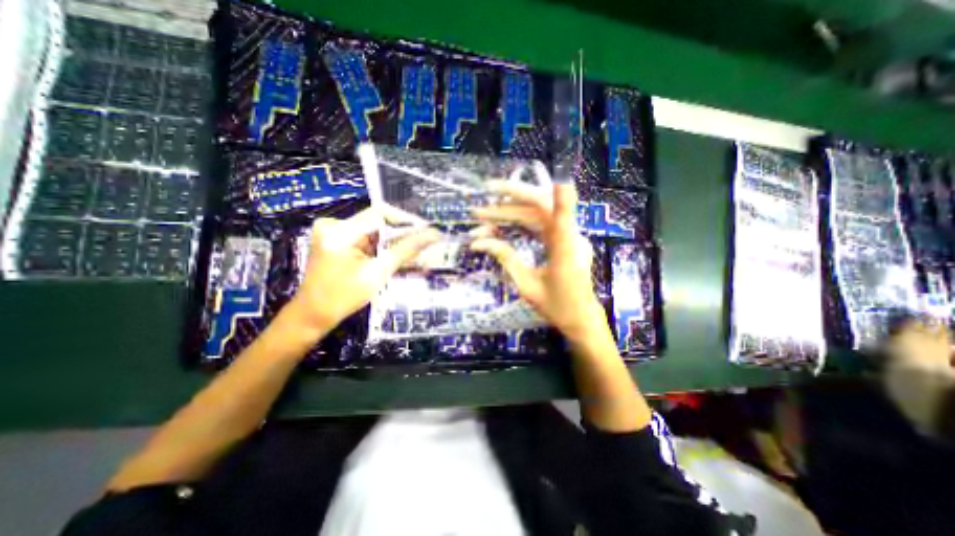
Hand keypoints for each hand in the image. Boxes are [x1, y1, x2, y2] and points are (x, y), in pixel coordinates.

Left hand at [281, 207, 435, 334]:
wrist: (314, 315)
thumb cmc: (343, 297)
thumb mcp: (378, 273)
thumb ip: (405, 251)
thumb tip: (433, 235)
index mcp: (340, 231)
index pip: (380, 213)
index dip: (406, 221)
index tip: (427, 232)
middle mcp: (335, 225)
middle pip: (378, 221)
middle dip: (403, 233)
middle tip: (426, 243)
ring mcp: (336, 233)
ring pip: (375, 230)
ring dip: (395, 241)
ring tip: (416, 251)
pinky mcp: (339, 241)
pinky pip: (368, 238)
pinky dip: (384, 247)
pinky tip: (397, 255)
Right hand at [469, 181, 603, 337]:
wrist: (580, 318)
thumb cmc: (556, 307)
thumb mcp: (526, 286)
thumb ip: (506, 259)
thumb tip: (479, 241)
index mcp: (565, 254)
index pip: (560, 220)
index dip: (560, 199)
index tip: (555, 179)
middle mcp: (571, 239)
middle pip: (541, 210)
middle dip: (508, 204)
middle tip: (479, 210)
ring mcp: (570, 237)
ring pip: (539, 214)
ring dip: (510, 212)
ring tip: (484, 217)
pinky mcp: (566, 239)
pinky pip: (542, 223)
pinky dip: (520, 221)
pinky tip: (502, 222)